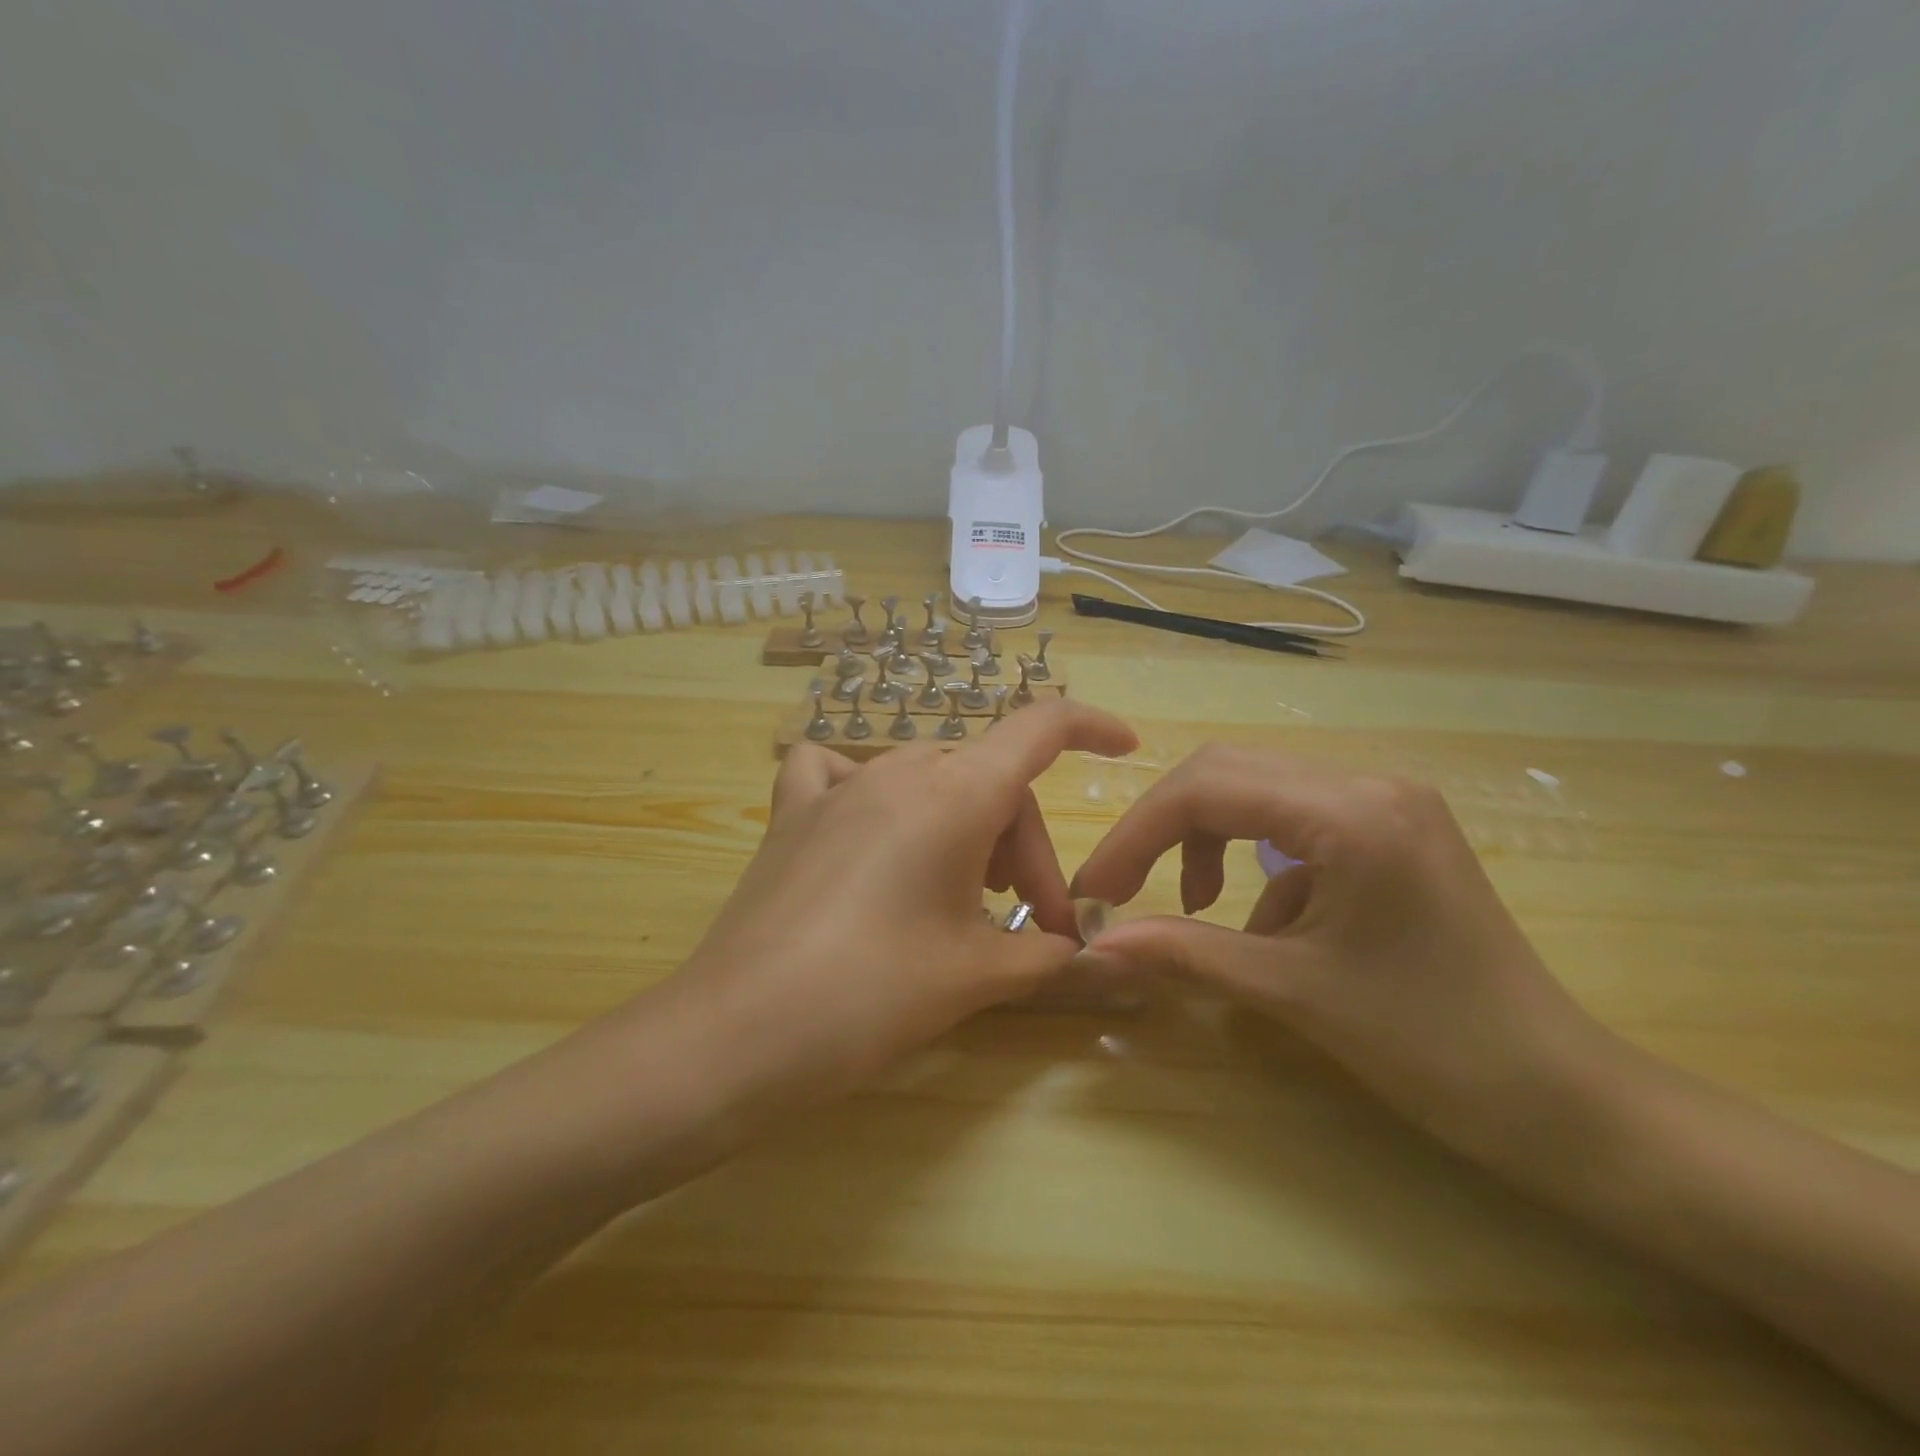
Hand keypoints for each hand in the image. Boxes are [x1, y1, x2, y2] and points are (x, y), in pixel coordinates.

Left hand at [663, 699, 1136, 1108]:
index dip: (1089, 727)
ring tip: (960, 894)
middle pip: (988, 781)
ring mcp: (839, 787)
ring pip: (928, 779)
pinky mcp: (792, 814)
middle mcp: (899, 770)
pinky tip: (868, 825)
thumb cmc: (874, 995)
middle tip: (1030, 926)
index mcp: (955, 794)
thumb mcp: (975, 976)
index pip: (1039, 728)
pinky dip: (866, 786)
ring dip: (962, 826)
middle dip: (1022, 849)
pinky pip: (836, 771)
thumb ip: (1041, 955)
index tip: (1123, 745)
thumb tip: (1076, 951)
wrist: (740, 1032)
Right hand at [1071, 745, 1614, 1163]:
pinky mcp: (1389, 829)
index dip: (1136, 834)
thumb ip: (1185, 953)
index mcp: (1353, 812)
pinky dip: (1256, 864)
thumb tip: (1095, 944)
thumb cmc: (1433, 1047)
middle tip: (1124, 888)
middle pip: (1226, 773)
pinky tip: (1271, 925)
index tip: (1096, 887)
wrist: (1564, 1099)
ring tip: (1198, 905)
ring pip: (1256, 792)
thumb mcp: (1293, 993)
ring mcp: (1385, 802)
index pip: (1208, 789)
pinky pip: (1294, 822)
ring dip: (1207, 840)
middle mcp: (1369, 783)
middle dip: (1163, 829)